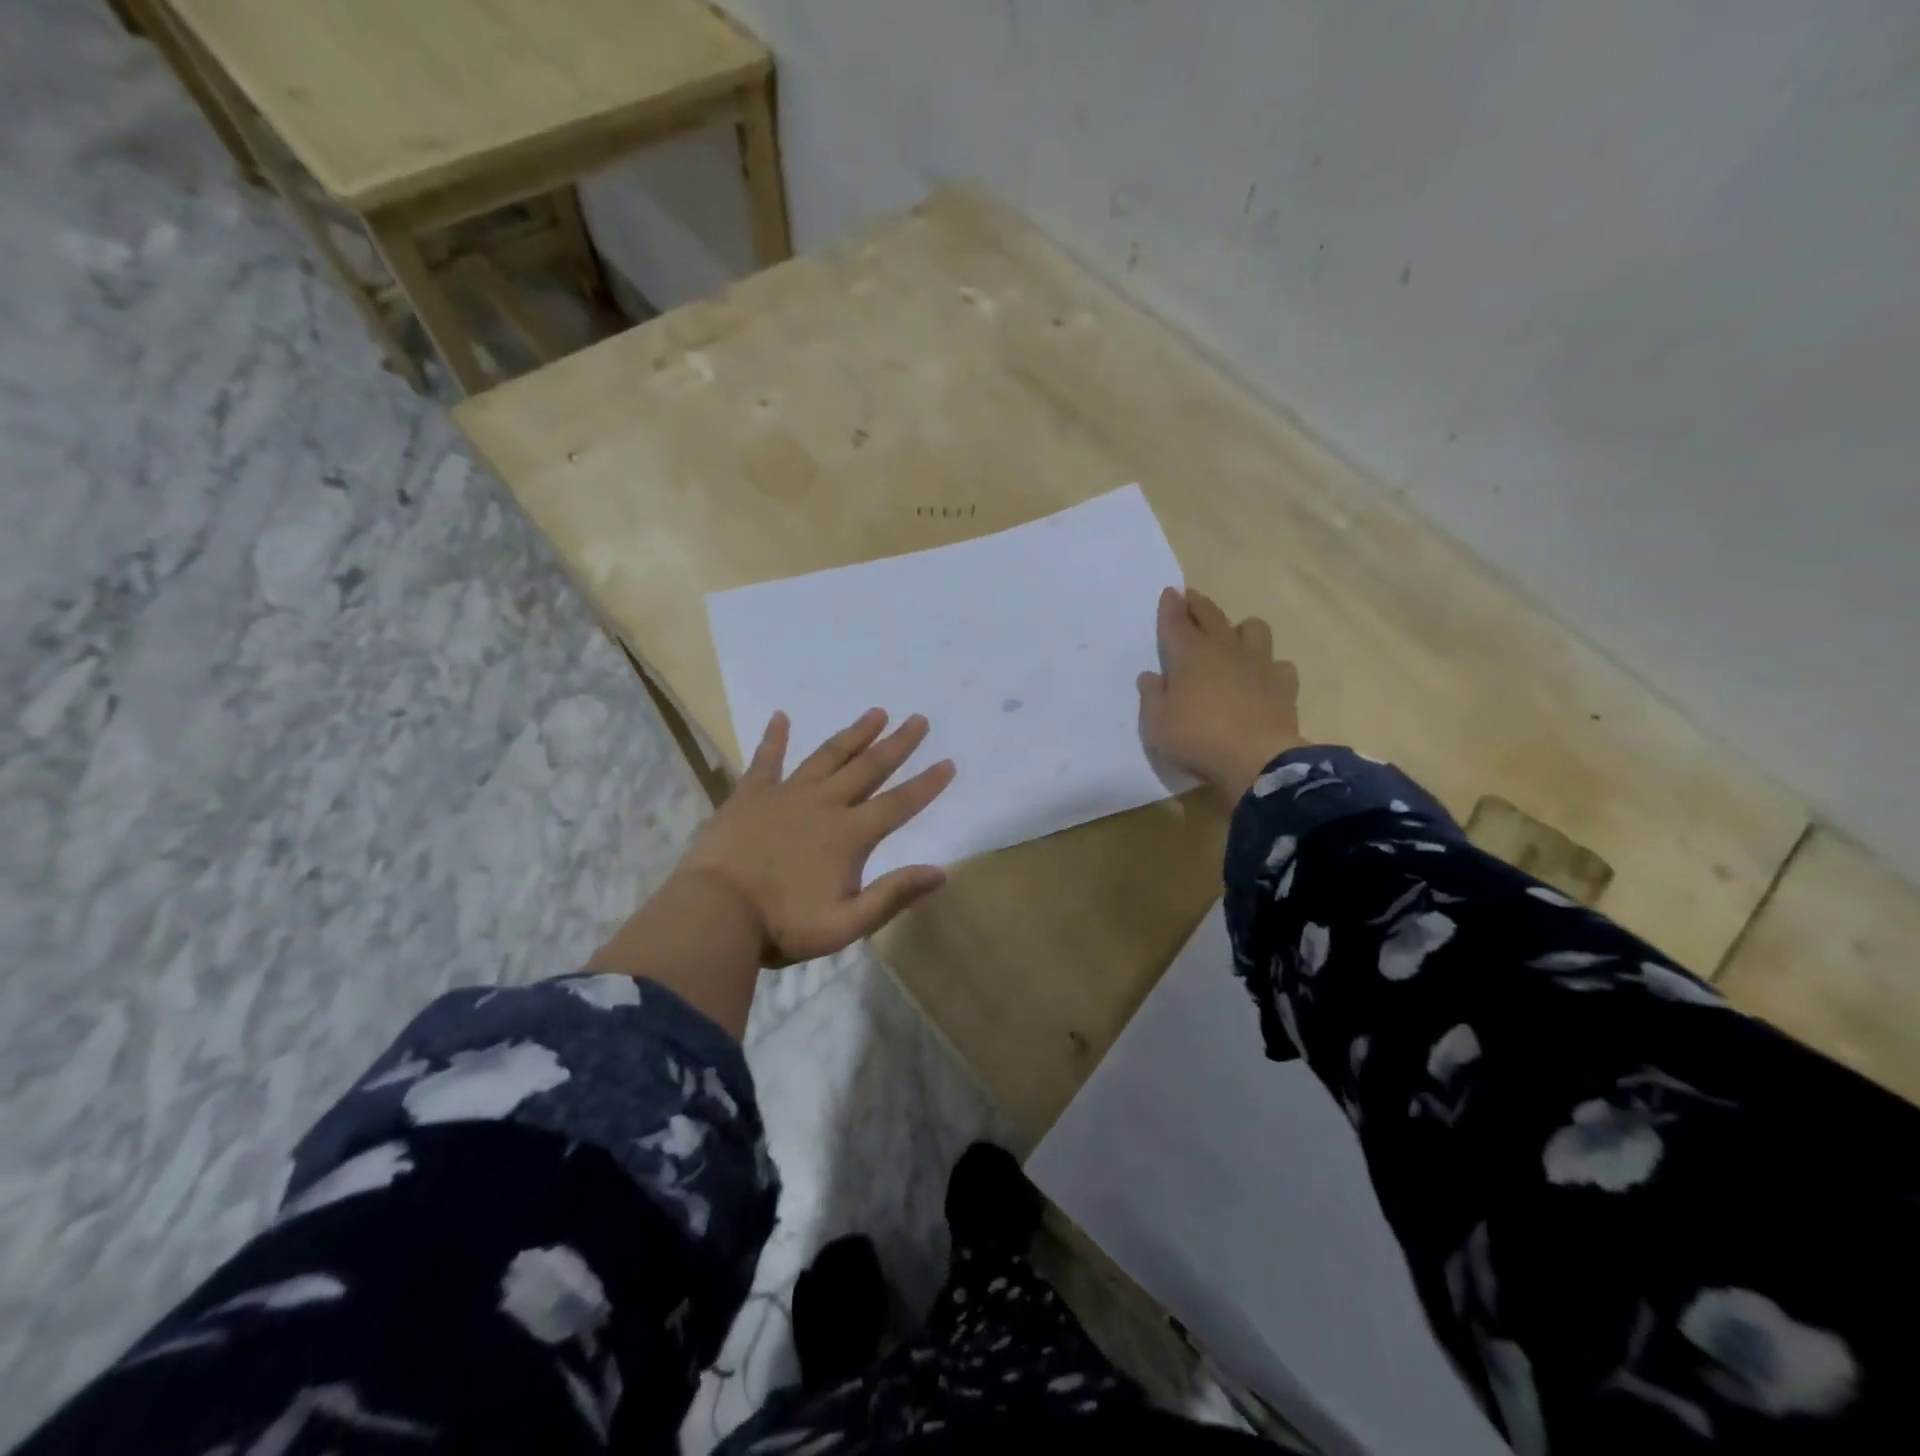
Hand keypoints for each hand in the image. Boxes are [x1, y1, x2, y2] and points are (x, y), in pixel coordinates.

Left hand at [678, 709, 954, 966]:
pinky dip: (774, 737)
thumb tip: (940, 873)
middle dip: (897, 744)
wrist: (714, 914)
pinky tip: (781, 716)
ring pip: (828, 755)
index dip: (926, 784)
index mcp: (849, 835)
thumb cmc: (783, 925)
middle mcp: (824, 804)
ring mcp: (786, 794)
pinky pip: (766, 759)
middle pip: (869, 768)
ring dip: (854, 733)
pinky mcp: (750, 794)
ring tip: (876, 712)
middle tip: (918, 719)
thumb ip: (893, 896)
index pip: (898, 804)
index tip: (948, 762)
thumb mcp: (846, 924)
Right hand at [1138, 587, 1304, 800]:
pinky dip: (1270, 667)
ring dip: (1241, 629)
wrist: (1256, 759)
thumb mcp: (1158, 723)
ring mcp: (1258, 664)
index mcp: (1190, 655)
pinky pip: (1279, 665)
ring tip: (1234, 637)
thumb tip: (1151, 676)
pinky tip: (1263, 677)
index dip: (1170, 606)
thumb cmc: (1197, 738)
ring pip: (1254, 629)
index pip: (1176, 622)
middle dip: (1198, 605)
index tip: (1169, 591)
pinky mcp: (1283, 683)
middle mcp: (1225, 650)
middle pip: (1211, 616)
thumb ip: (1152, 696)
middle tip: (1192, 598)